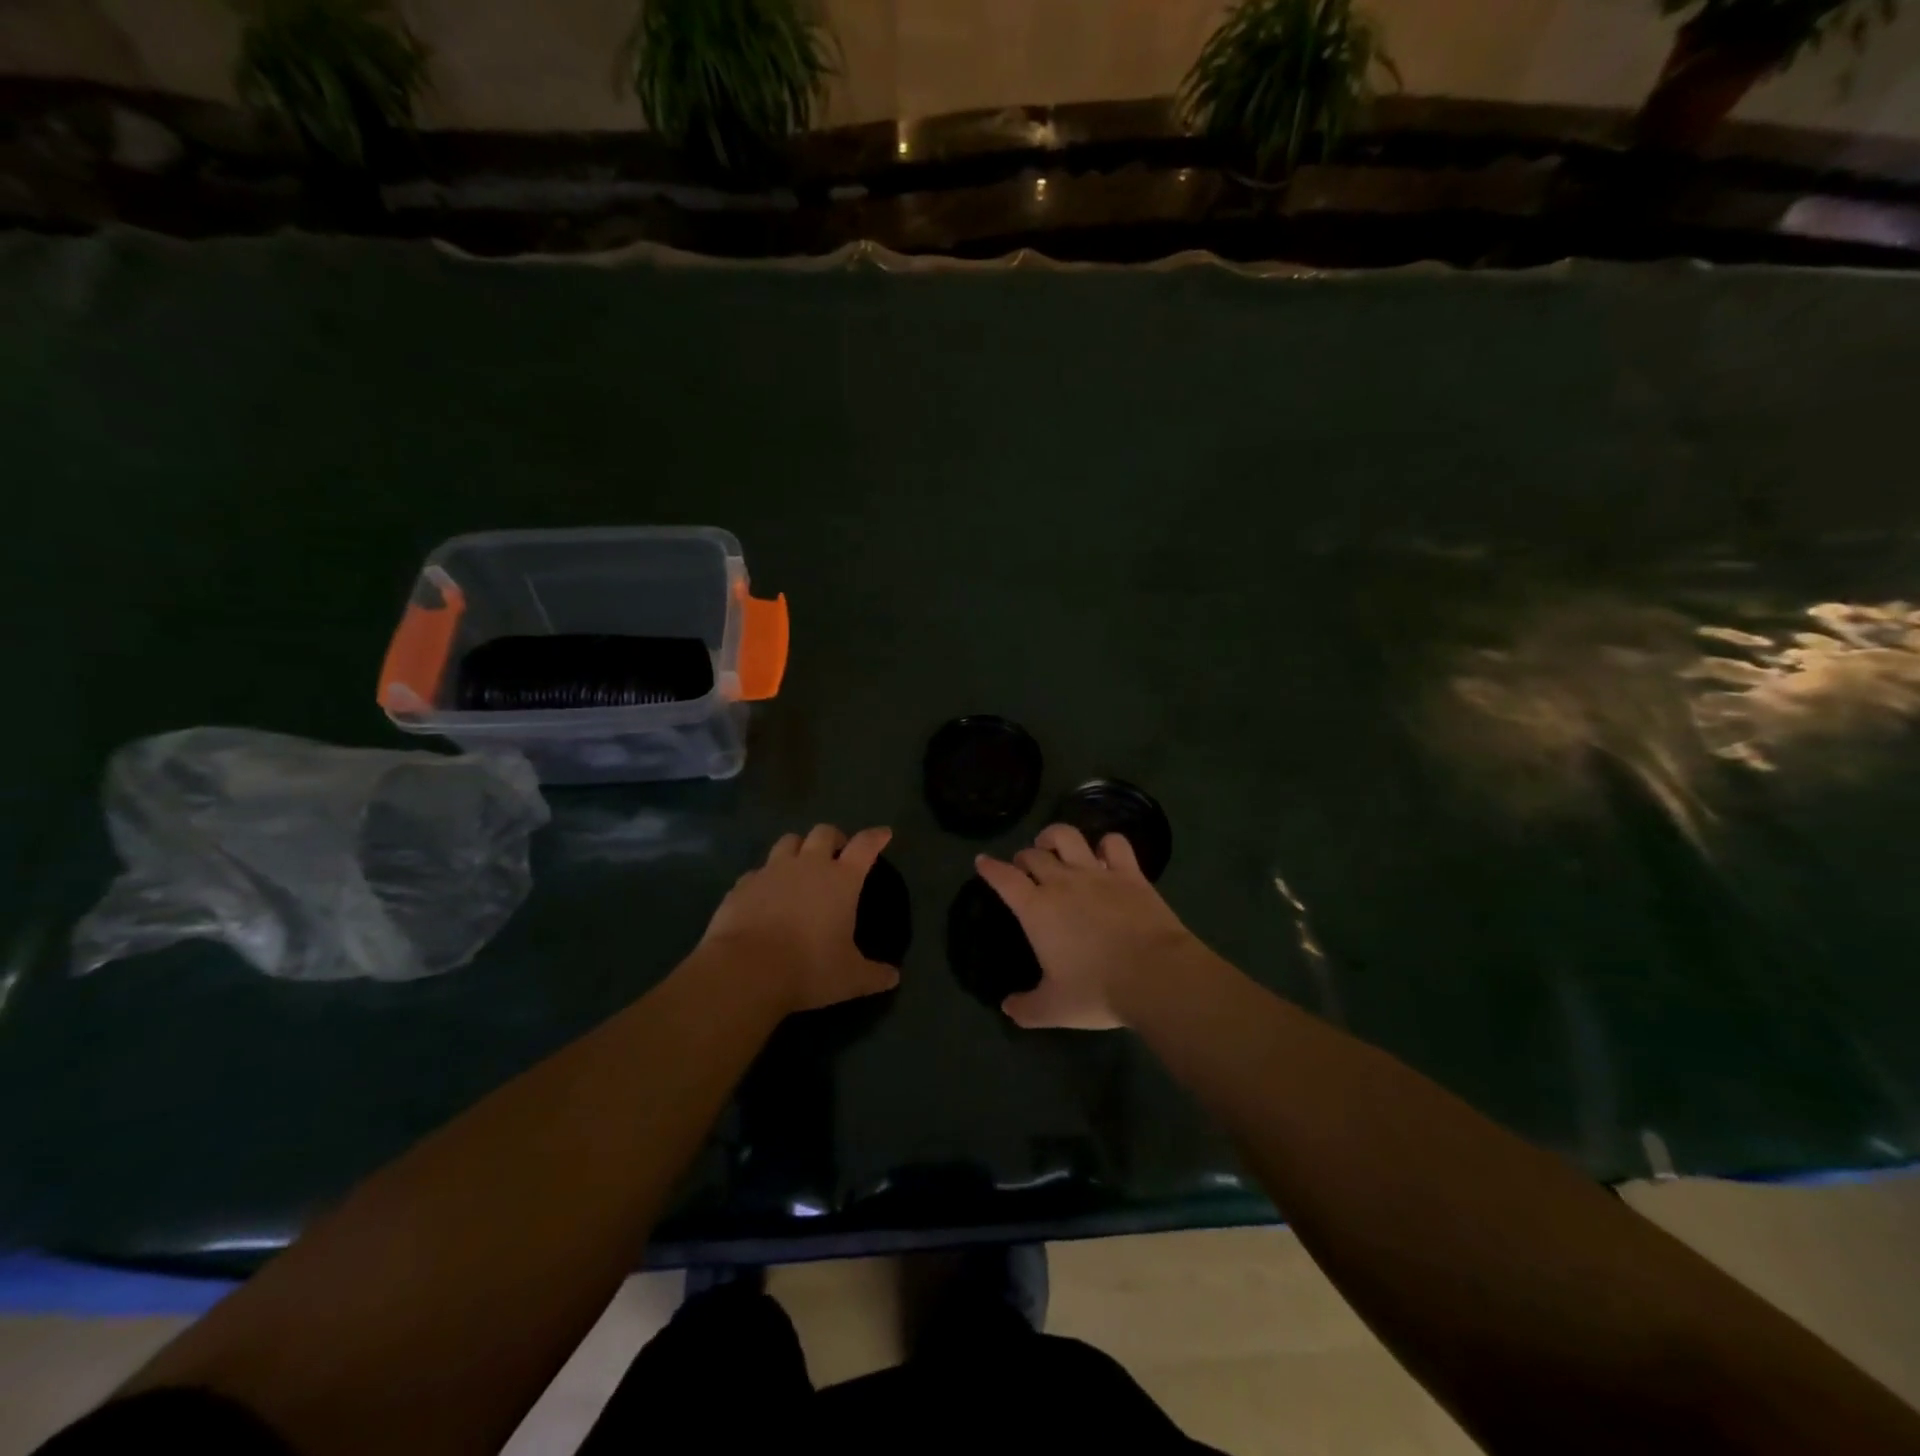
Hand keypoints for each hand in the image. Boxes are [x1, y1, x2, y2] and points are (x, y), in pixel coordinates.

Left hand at [699, 824, 899, 1015]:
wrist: (745, 970)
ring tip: (800, 865)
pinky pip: (758, 871)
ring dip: (798, 848)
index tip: (883, 834)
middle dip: (834, 838)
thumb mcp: (850, 978)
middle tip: (837, 853)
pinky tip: (765, 894)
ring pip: (788, 841)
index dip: (876, 837)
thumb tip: (893, 977)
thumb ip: (875, 975)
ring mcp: (772, 871)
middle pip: (824, 833)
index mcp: (841, 880)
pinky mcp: (742, 884)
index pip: (865, 846)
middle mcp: (808, 865)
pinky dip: (766, 877)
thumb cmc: (808, 968)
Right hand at [975, 824, 1203, 1029]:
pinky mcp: (1130, 873)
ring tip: (1053, 845)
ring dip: (1054, 837)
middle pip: (1034, 855)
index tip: (982, 861)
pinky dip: (1106, 844)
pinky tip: (1104, 854)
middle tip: (1023, 868)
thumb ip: (1026, 1008)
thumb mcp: (1054, 1009)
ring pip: (1068, 836)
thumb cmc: (1097, 991)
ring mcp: (1097, 873)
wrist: (1155, 975)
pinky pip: (1114, 843)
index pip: (1004, 878)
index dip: (990, 868)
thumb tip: (1008, 1007)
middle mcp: (1062, 882)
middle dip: (1023, 857)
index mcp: (1037, 909)